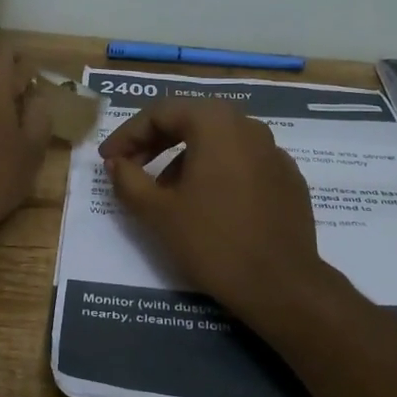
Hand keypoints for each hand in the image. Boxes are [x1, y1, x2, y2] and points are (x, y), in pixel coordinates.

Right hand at [100, 99, 329, 320]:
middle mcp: (249, 126)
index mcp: (216, 123)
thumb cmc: (212, 241)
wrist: (281, 285)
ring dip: (185, 157)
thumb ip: (128, 180)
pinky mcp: (288, 179)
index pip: (161, 111)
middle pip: (192, 120)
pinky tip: (207, 205)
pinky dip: (217, 173)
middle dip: (156, 141)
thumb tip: (117, 163)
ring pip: (219, 141)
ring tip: (166, 192)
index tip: (108, 160)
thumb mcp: (157, 212)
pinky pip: (243, 163)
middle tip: (131, 167)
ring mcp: (275, 152)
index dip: (128, 133)